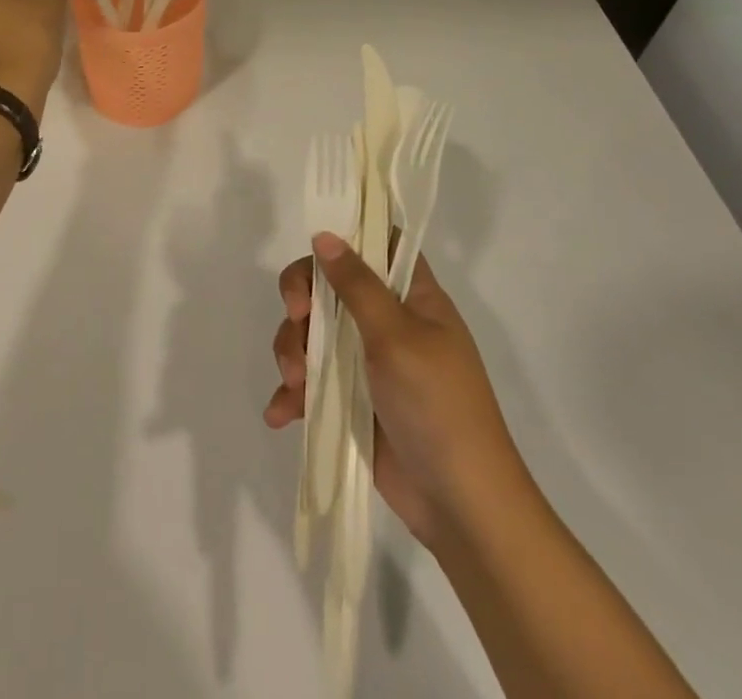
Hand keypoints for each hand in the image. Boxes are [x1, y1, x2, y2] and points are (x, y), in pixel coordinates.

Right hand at [265, 233, 531, 553]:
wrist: (460, 506)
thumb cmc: (437, 406)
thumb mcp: (397, 337)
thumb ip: (357, 285)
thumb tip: (325, 235)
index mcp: (412, 297)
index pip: (377, 245)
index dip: (345, 239)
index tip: (316, 252)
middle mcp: (388, 322)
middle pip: (330, 287)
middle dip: (302, 302)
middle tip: (296, 319)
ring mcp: (367, 364)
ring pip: (312, 334)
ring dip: (293, 353)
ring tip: (296, 385)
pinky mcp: (351, 403)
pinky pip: (311, 384)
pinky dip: (293, 395)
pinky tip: (281, 414)